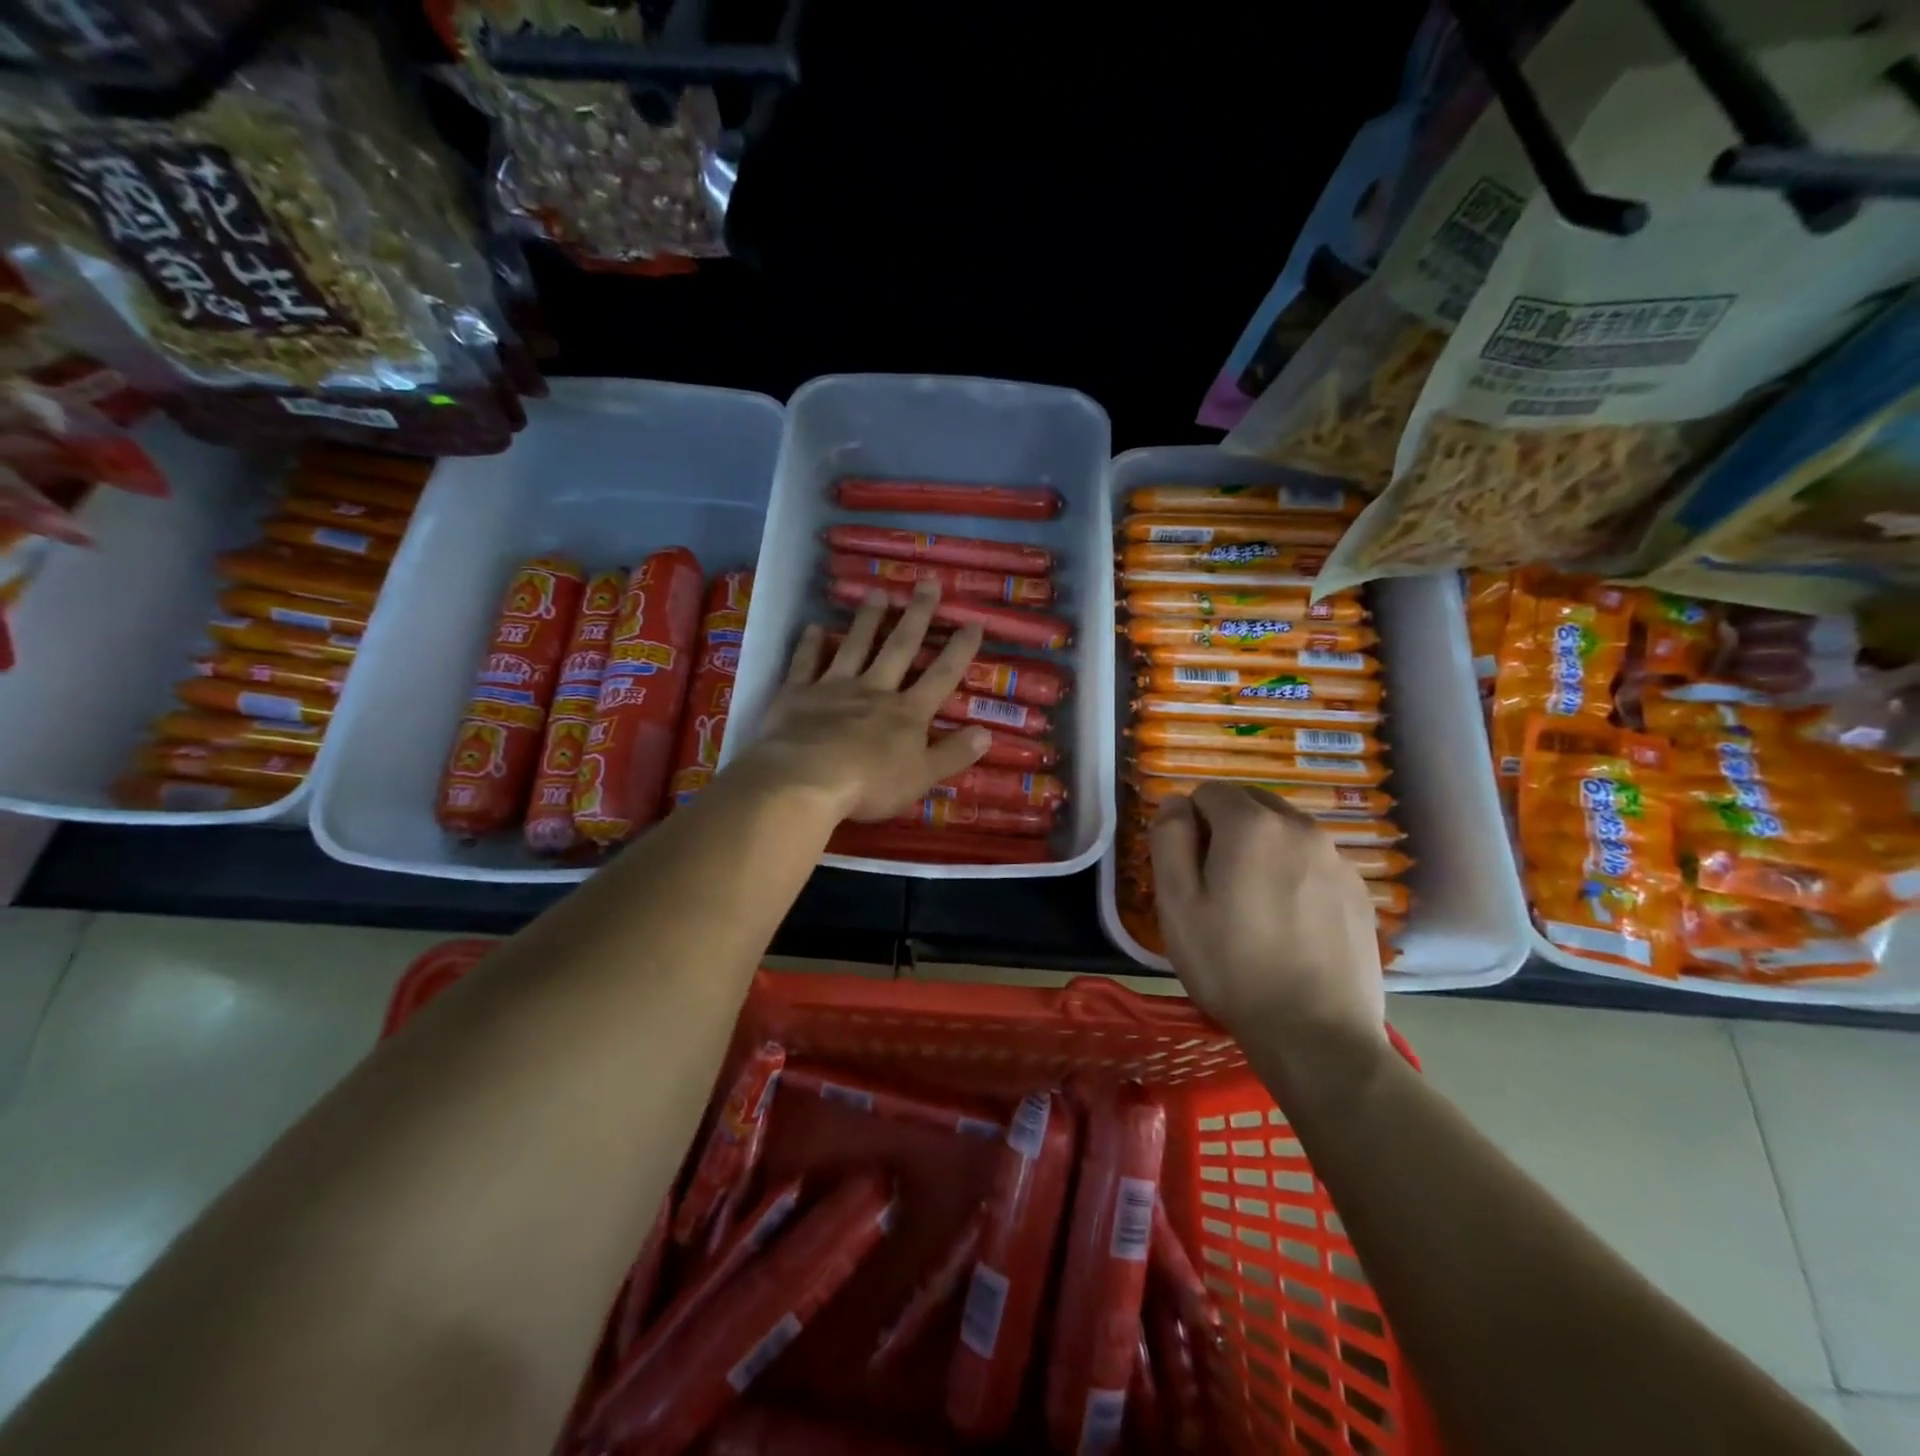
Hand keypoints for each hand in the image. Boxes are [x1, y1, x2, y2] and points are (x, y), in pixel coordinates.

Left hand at [742, 580, 991, 820]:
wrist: (806, 780)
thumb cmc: (870, 785)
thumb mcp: (922, 777)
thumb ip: (952, 754)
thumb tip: (987, 733)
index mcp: (907, 713)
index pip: (941, 676)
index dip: (959, 650)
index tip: (973, 621)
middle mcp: (874, 690)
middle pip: (900, 648)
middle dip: (917, 617)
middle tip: (928, 584)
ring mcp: (834, 688)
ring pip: (855, 646)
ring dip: (868, 620)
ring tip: (878, 592)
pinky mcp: (798, 694)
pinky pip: (805, 663)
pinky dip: (810, 645)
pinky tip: (814, 626)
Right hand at [1149, 783, 1385, 1054]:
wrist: (1316, 1034)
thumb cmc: (1232, 966)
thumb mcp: (1177, 903)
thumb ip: (1169, 839)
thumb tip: (1176, 803)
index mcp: (1252, 826)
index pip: (1209, 791)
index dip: (1190, 822)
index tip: (1188, 866)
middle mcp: (1301, 828)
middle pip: (1252, 804)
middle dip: (1228, 827)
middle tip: (1217, 883)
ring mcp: (1338, 860)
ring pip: (1286, 832)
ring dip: (1263, 849)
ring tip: (1255, 905)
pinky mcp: (1360, 892)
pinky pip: (1315, 862)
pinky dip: (1295, 874)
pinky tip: (1290, 922)